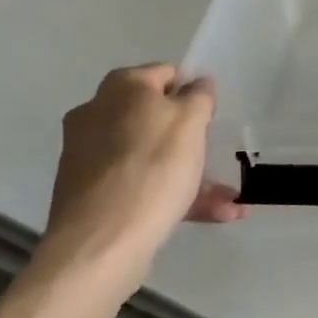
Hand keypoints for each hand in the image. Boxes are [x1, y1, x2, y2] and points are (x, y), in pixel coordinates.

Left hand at [33, 64, 245, 298]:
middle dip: (191, 140)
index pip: (166, 74)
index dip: (194, 91)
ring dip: (190, 175)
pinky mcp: (89, 194)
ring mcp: (88, 156)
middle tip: (217, 158)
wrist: (101, 244)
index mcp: (121, 87)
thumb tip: (197, 84)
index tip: (213, 116)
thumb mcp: (191, 122)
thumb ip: (199, 96)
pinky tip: (213, 215)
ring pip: (150, 157)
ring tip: (229, 202)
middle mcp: (97, 113)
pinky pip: (139, 185)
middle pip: (155, 118)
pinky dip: (171, 196)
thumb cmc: (153, 168)